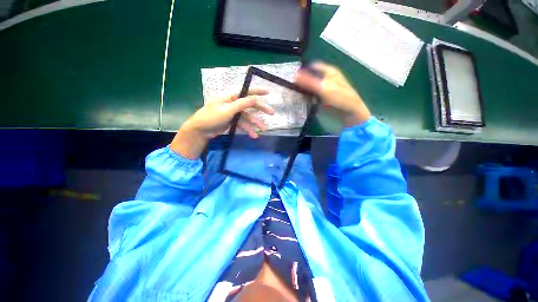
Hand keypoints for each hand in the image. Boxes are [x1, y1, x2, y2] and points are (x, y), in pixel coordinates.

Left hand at [171, 89, 273, 158]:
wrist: (201, 131)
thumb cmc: (212, 117)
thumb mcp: (227, 110)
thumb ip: (241, 104)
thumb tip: (254, 98)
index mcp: (230, 97)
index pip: (246, 92)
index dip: (258, 91)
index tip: (268, 92)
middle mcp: (233, 104)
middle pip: (250, 105)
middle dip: (261, 109)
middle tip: (272, 113)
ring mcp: (233, 113)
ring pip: (247, 117)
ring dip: (255, 123)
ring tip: (262, 130)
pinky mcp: (233, 122)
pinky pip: (243, 124)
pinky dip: (248, 129)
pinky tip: (253, 135)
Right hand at [295, 62, 370, 126]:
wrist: (349, 113)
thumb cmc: (340, 97)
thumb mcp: (324, 88)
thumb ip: (309, 82)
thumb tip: (294, 75)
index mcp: (329, 71)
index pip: (313, 67)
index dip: (303, 70)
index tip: (293, 77)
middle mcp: (326, 79)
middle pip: (310, 77)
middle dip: (301, 81)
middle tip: (291, 87)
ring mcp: (324, 90)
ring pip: (310, 87)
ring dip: (303, 90)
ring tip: (293, 94)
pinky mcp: (322, 99)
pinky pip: (311, 96)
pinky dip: (306, 97)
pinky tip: (301, 100)